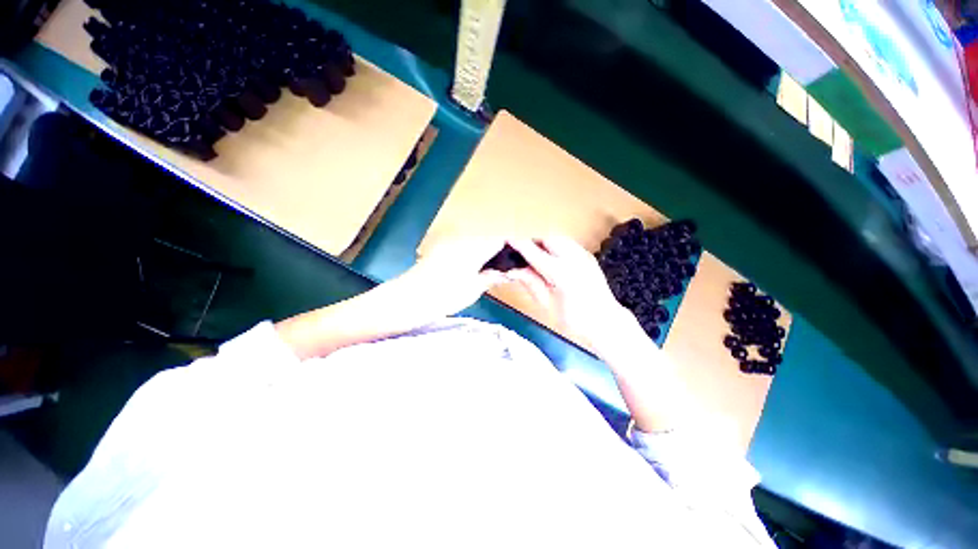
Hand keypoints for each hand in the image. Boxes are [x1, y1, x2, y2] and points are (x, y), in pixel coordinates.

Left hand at [392, 237, 508, 319]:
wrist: (405, 299)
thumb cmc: (442, 297)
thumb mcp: (472, 290)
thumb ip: (492, 277)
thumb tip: (508, 273)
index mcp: (473, 247)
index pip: (500, 238)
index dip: (513, 246)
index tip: (520, 257)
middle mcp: (463, 239)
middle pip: (489, 238)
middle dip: (501, 250)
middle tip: (509, 267)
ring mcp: (451, 243)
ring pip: (478, 242)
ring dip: (488, 253)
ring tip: (495, 270)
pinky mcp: (442, 249)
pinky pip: (466, 247)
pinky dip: (475, 255)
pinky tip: (477, 269)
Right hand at [506, 236, 637, 350]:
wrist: (606, 322)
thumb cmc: (575, 320)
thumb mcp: (547, 303)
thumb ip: (531, 282)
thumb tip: (513, 270)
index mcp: (561, 273)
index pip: (535, 253)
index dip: (520, 246)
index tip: (508, 240)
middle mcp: (574, 258)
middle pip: (548, 239)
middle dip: (534, 243)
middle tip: (523, 256)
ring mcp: (584, 255)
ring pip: (559, 239)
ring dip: (545, 244)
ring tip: (537, 258)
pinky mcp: (588, 256)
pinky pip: (568, 244)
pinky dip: (556, 248)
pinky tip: (553, 261)